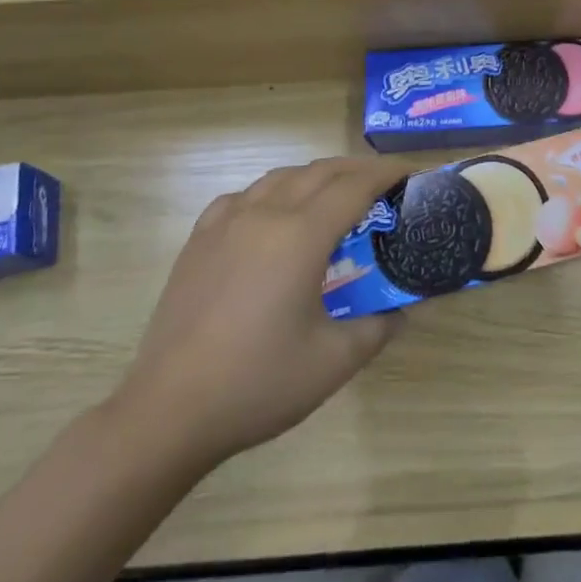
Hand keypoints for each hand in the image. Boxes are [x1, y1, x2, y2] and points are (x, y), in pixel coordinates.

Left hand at [110, 157, 407, 471]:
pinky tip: (272, 216)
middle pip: (320, 172)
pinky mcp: (198, 241)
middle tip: (383, 183)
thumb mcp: (334, 362)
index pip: (354, 186)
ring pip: (280, 178)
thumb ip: (377, 328)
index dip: (386, 174)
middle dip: (356, 170)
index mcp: (301, 236)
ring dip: (315, 176)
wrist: (169, 412)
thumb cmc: (258, 384)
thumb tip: (400, 312)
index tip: (411, 173)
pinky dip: (270, 193)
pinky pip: (242, 197)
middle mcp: (265, 215)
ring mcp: (226, 224)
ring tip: (334, 194)